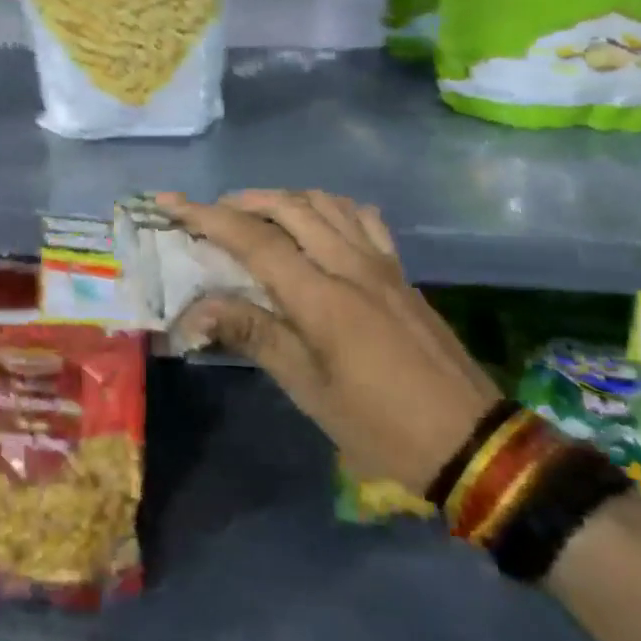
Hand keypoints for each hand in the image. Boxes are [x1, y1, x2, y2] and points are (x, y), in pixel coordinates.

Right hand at [159, 189, 501, 490]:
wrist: (471, 442)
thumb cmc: (379, 426)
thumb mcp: (308, 389)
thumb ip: (254, 335)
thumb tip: (198, 308)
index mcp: (322, 297)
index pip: (254, 239)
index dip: (206, 216)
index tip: (169, 202)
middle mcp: (351, 265)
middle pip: (289, 206)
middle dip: (241, 201)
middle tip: (208, 214)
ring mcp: (382, 264)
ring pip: (326, 203)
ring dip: (283, 198)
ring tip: (255, 214)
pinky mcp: (401, 272)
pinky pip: (362, 217)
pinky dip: (328, 206)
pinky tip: (318, 222)